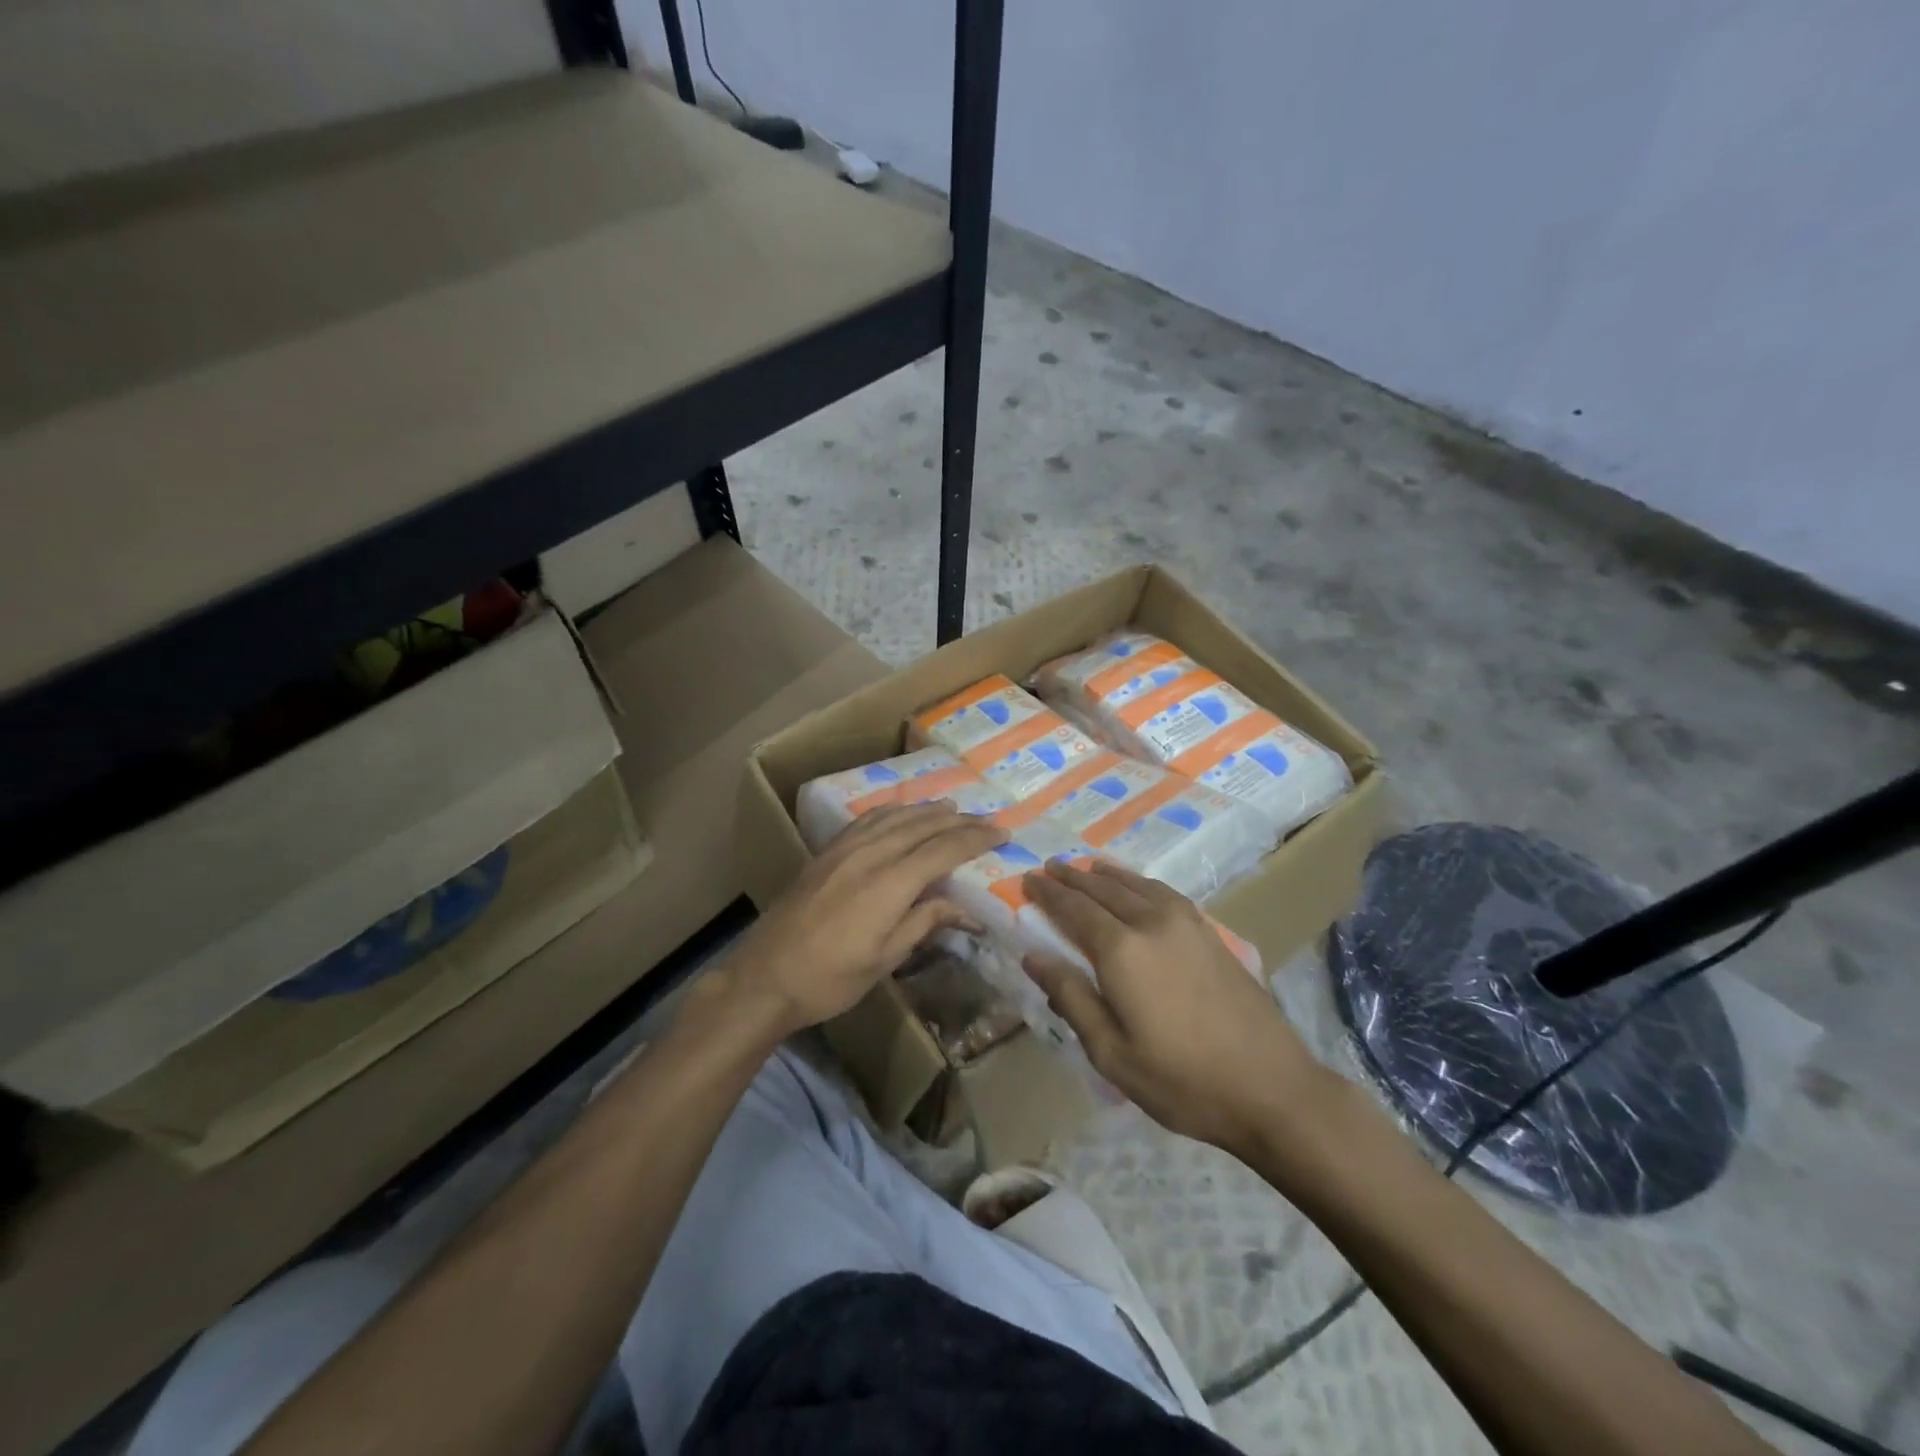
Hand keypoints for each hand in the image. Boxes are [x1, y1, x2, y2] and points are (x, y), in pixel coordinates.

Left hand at [720, 803, 1006, 1039]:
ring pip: (894, 817)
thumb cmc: (830, 978)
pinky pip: (867, 820)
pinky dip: (892, 811)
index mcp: (890, 883)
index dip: (976, 839)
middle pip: (922, 826)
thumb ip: (924, 923)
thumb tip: (964, 909)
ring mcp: (844, 850)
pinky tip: (899, 812)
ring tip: (950, 807)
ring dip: (926, 810)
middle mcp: (870, 855)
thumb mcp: (885, 959)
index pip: (944, 849)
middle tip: (986, 819)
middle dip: (958, 821)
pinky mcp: (825, 853)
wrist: (764, 977)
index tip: (1002, 833)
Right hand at [1022, 860, 1330, 1155]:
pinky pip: (1163, 891)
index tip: (1027, 878)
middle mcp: (1151, 923)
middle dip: (1072, 877)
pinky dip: (1139, 881)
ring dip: (1105, 874)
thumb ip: (1070, 997)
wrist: (1272, 1087)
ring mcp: (1186, 923)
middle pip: (1102, 889)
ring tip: (1085, 867)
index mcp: (1122, 950)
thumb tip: (1032, 956)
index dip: (1047, 893)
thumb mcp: (1111, 1052)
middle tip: (1048, 868)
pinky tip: (1136, 886)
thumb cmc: (1182, 1080)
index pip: (1073, 909)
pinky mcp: (1209, 932)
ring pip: (1135, 884)